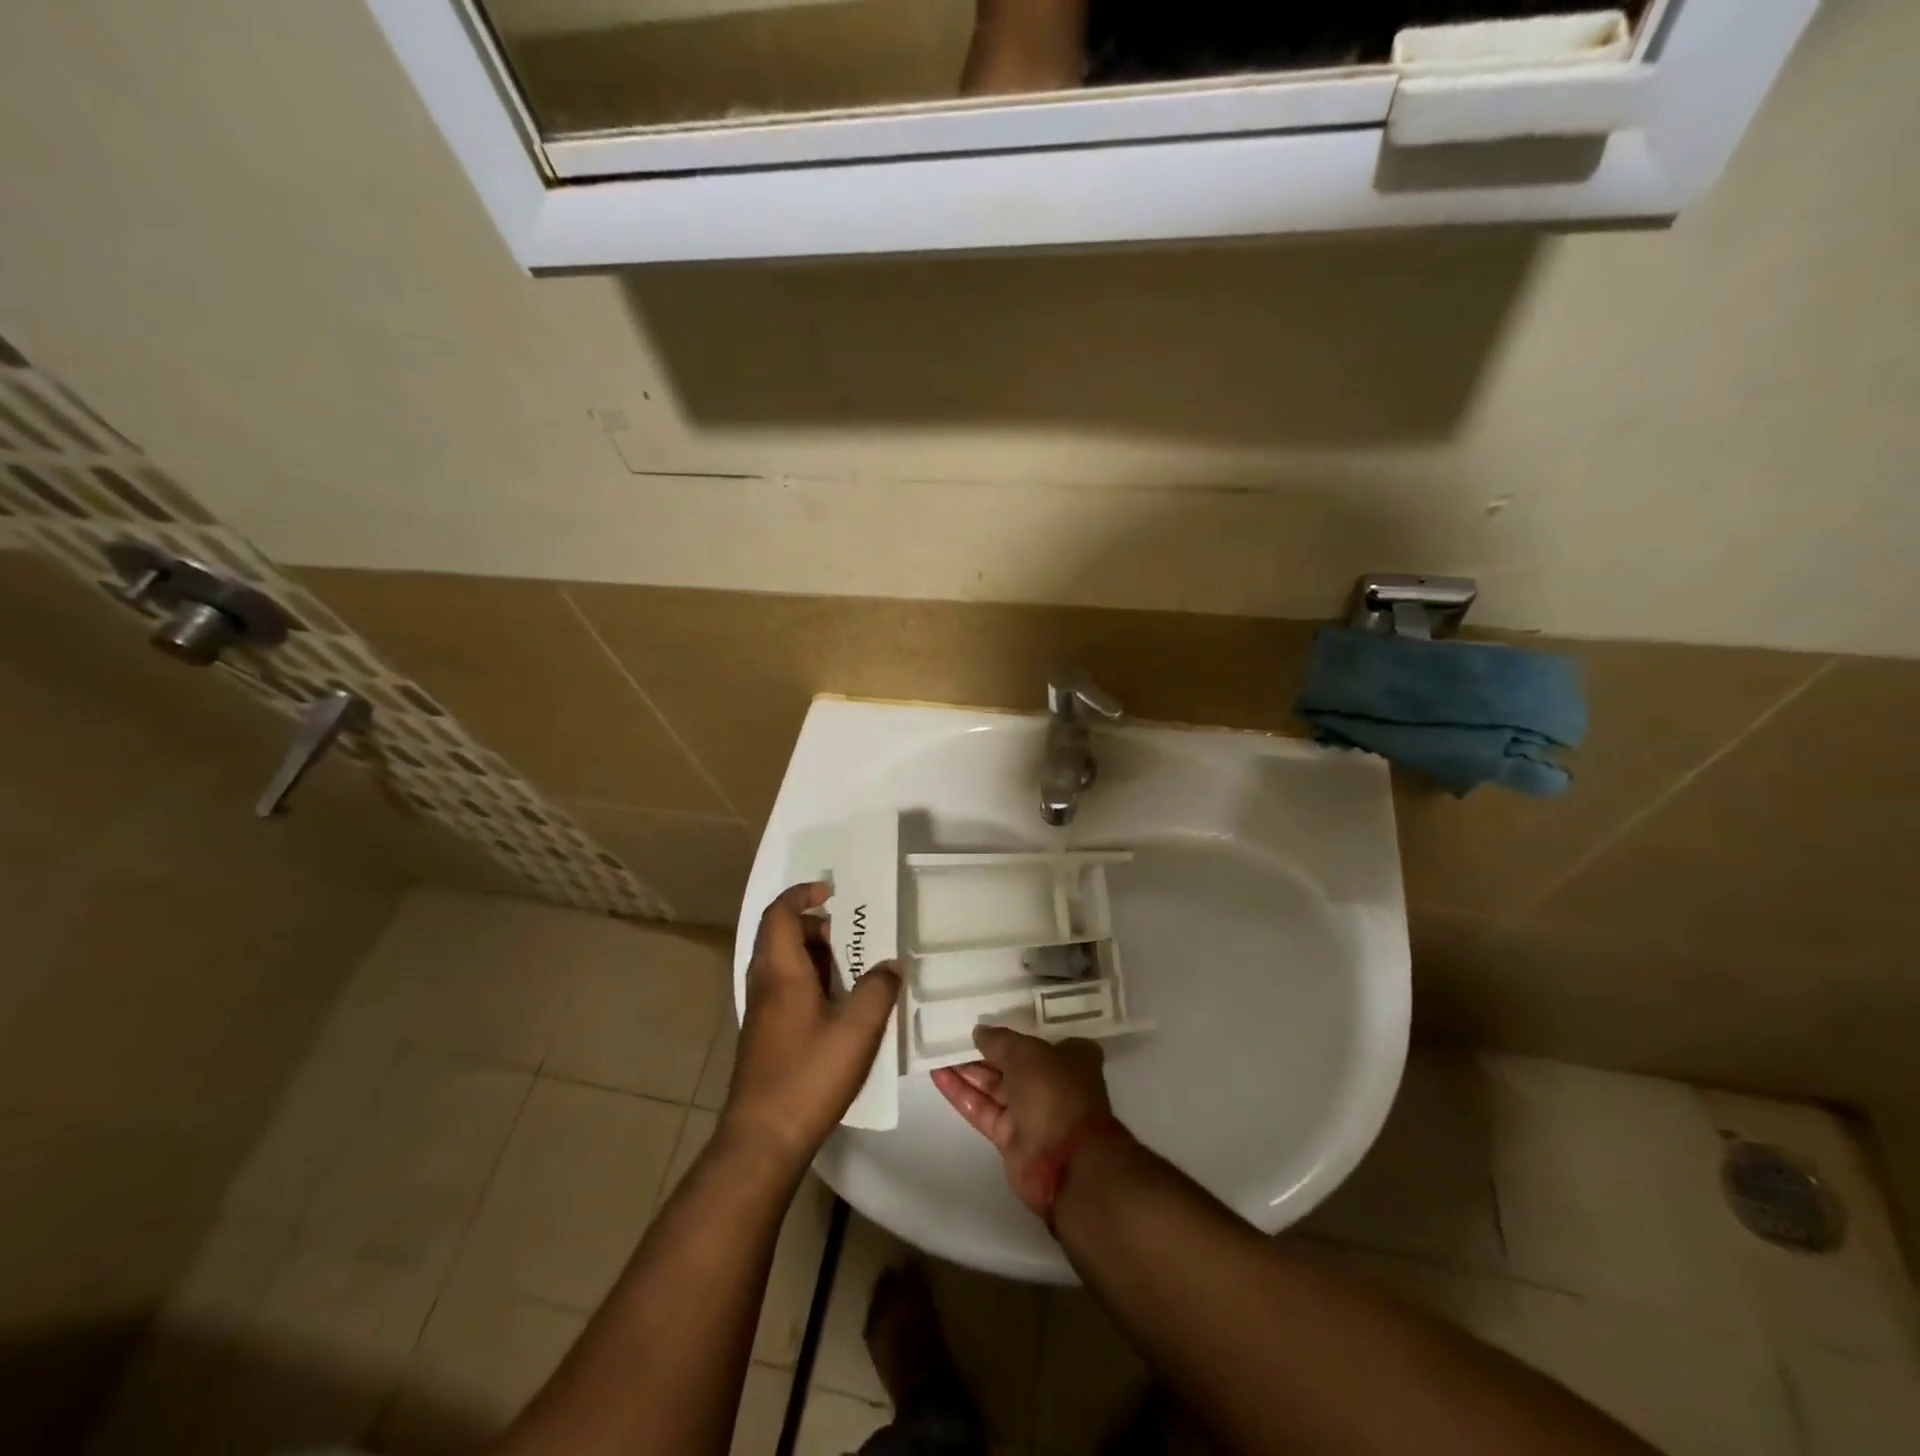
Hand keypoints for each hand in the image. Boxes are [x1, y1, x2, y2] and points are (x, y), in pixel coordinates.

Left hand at [723, 883, 899, 1170]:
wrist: (762, 1138)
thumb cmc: (809, 1074)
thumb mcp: (857, 1028)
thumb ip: (878, 990)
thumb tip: (890, 966)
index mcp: (780, 970)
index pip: (781, 913)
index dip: (802, 894)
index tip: (832, 891)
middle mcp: (764, 983)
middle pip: (781, 935)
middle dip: (816, 926)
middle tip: (851, 936)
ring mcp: (761, 1011)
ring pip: (783, 964)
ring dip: (815, 955)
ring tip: (853, 969)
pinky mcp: (765, 1035)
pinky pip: (785, 988)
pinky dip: (810, 981)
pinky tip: (839, 1006)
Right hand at [932, 1026, 1113, 1215]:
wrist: (1066, 1163)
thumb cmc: (1054, 1092)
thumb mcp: (1025, 1053)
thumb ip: (999, 1040)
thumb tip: (979, 1032)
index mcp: (1069, 1057)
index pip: (1036, 1037)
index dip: (1011, 1029)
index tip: (985, 1018)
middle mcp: (1051, 1082)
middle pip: (1011, 1062)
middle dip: (982, 1051)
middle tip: (949, 1033)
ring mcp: (1030, 1112)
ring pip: (993, 1086)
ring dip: (966, 1070)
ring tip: (936, 1050)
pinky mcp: (1010, 1138)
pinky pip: (982, 1109)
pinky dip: (961, 1093)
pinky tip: (937, 1075)